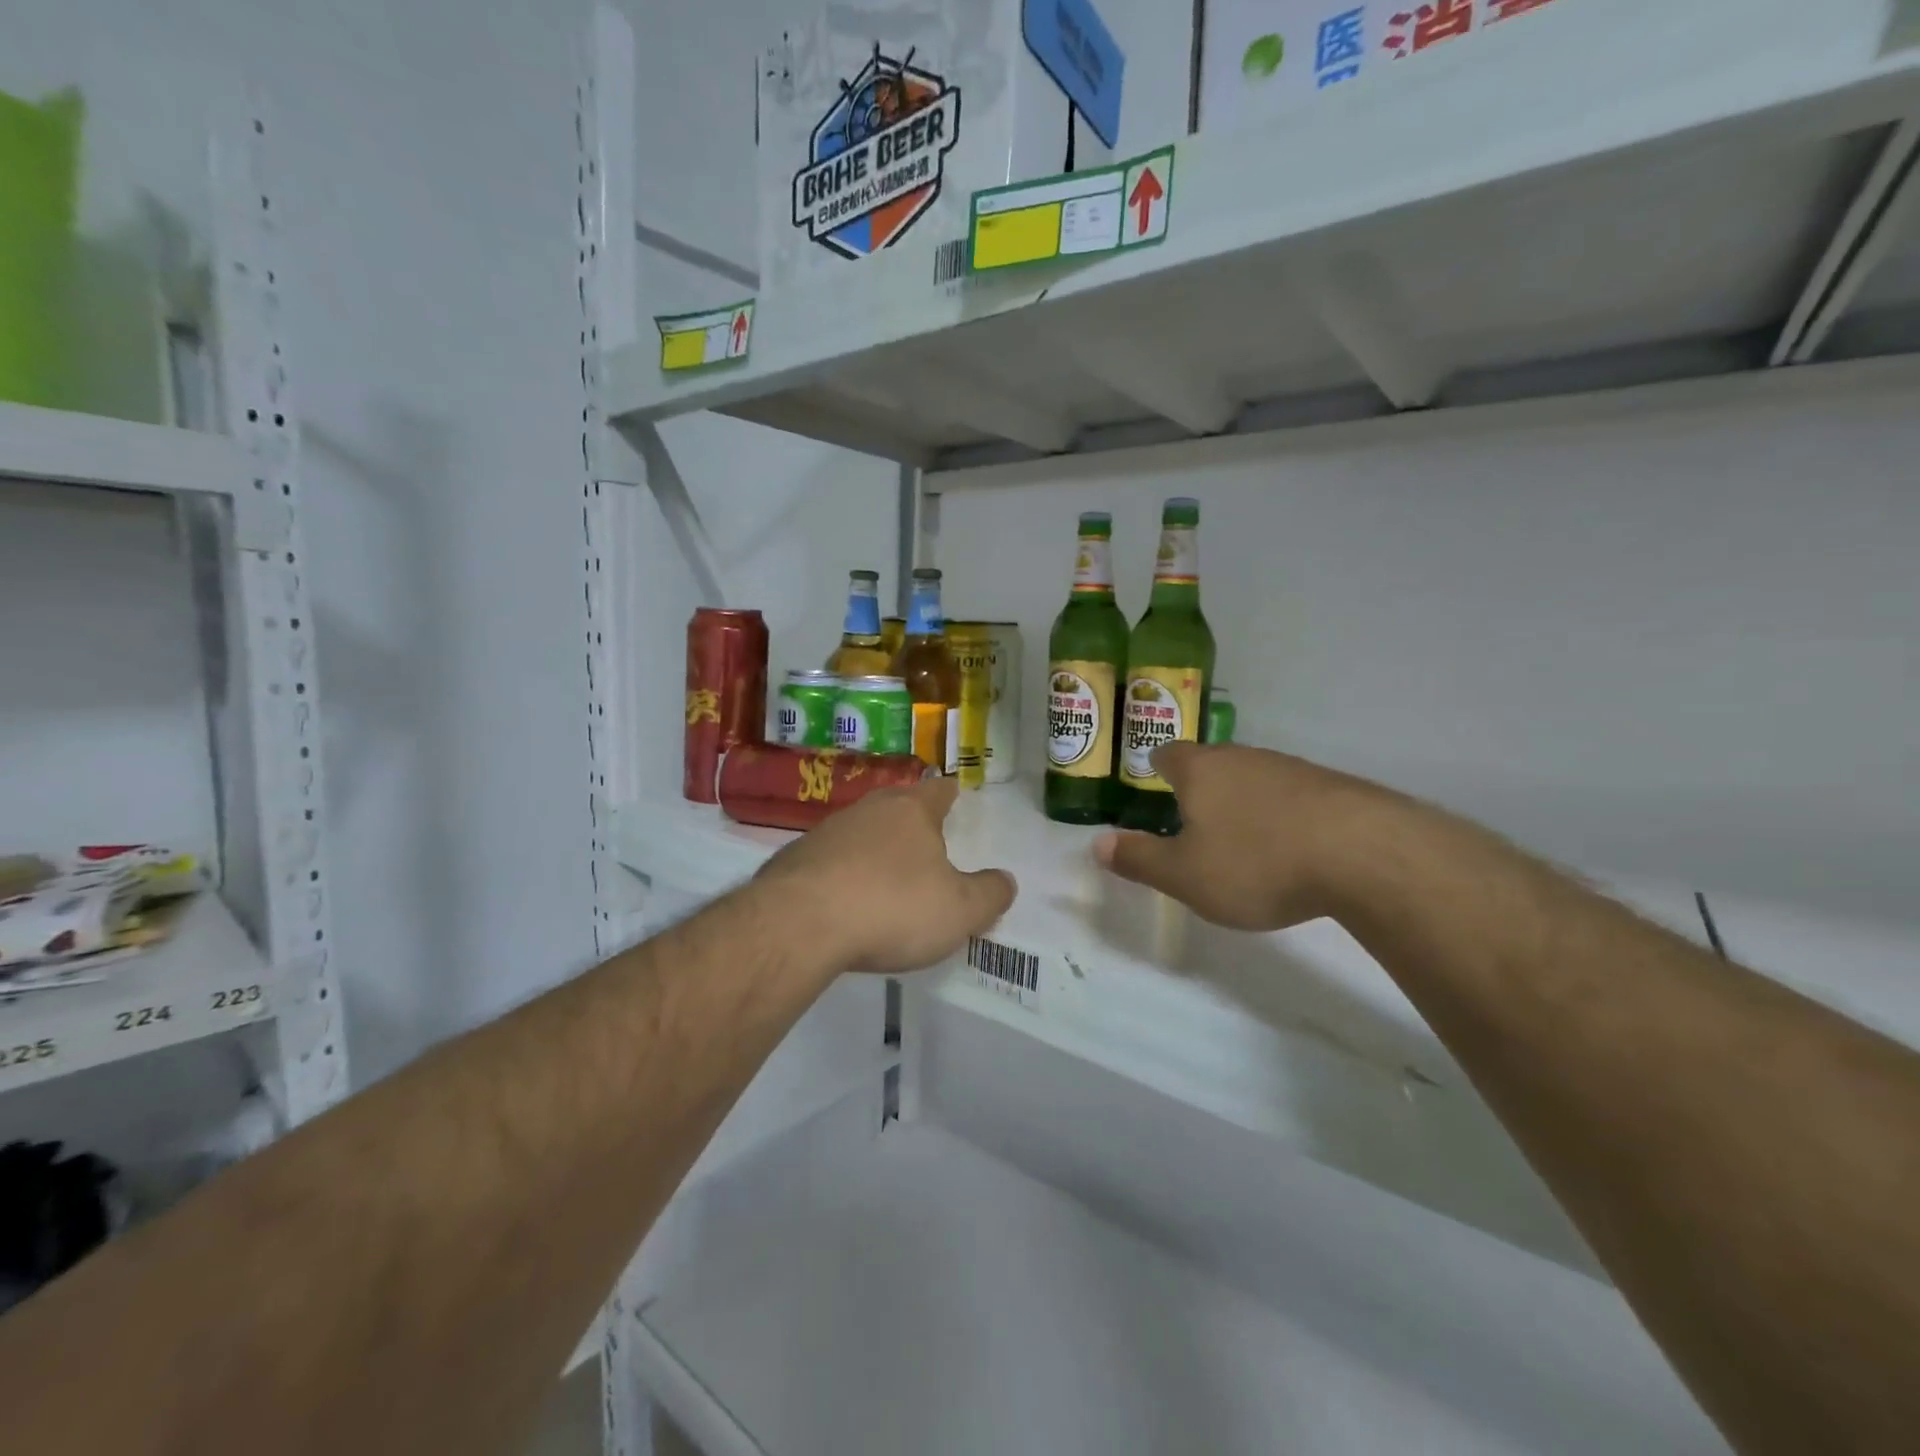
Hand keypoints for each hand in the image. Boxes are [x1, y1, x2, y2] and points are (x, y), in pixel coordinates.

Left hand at [755, 777, 1016, 974]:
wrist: (799, 924)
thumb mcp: (959, 911)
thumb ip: (990, 895)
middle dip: (911, 820)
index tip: (954, 792)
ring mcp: (825, 832)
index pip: (938, 790)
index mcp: (911, 811)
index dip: (950, 792)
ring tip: (886, 874)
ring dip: (874, 848)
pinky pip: (829, 860)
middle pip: (896, 806)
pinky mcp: (793, 860)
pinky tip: (844, 900)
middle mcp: (867, 810)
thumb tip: (1006, 881)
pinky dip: (842, 873)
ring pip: (860, 831)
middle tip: (925, 838)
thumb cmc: (892, 908)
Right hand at [1094, 742, 1395, 931]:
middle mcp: (1243, 758)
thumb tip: (1097, 844)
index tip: (1154, 785)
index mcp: (1200, 771)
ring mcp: (1292, 768)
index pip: (1168, 754)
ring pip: (1253, 778)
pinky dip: (1282, 815)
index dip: (1157, 768)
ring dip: (1243, 802)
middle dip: (1200, 788)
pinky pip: (1292, 795)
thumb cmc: (1257, 862)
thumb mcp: (1185, 875)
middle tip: (1193, 822)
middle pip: (1212, 764)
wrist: (1366, 854)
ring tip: (1243, 840)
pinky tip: (1291, 847)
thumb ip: (1139, 859)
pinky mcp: (1332, 787)